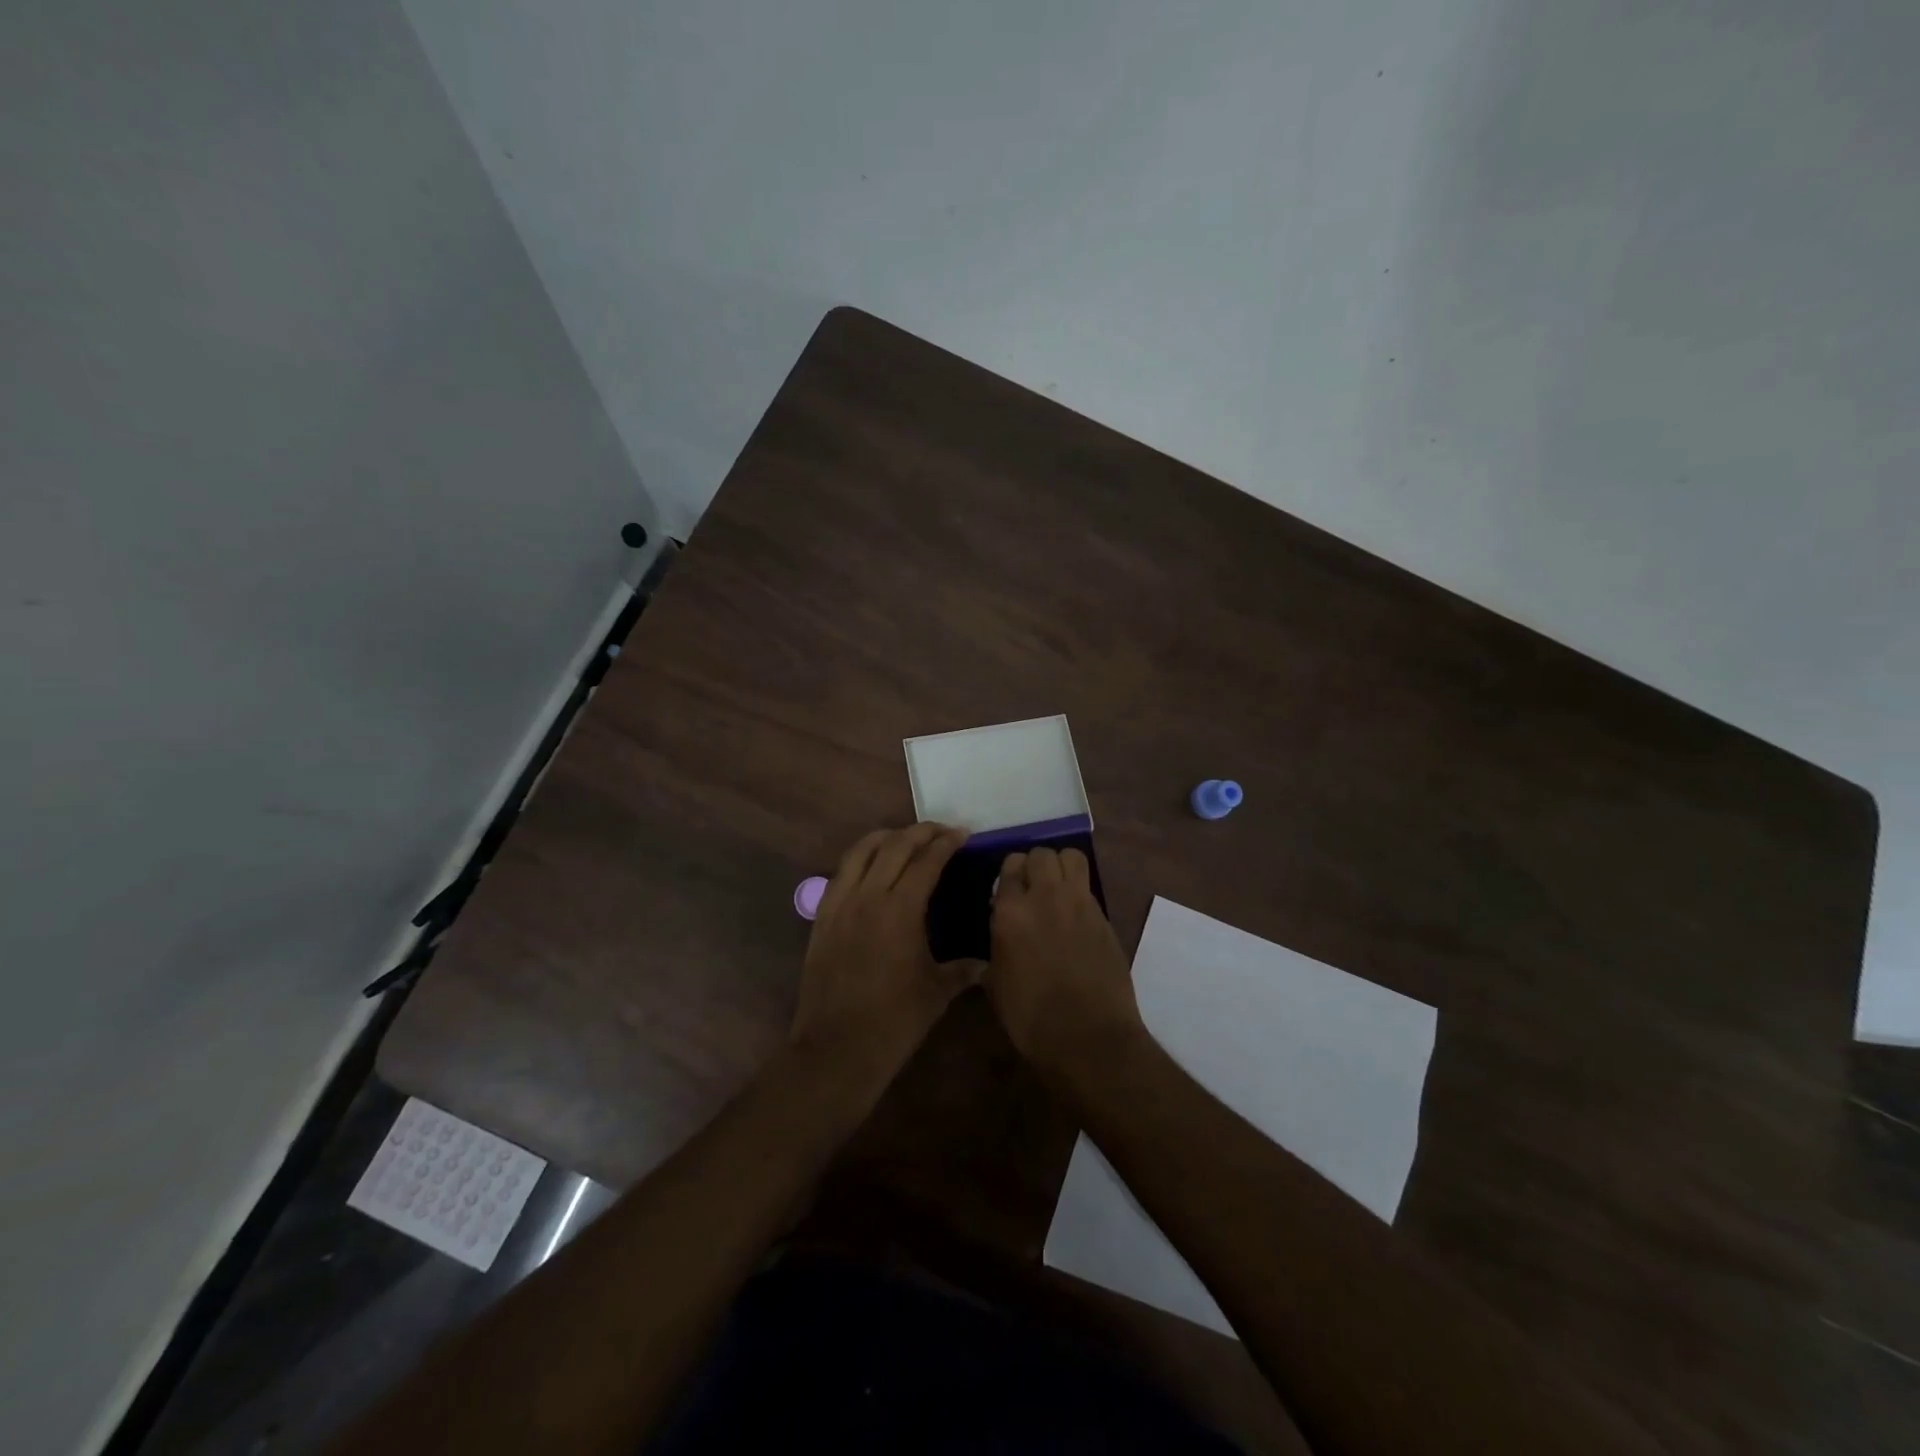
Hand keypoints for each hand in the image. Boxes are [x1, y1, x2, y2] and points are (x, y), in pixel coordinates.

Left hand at [792, 823, 978, 1090]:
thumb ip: (963, 970)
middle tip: (941, 831)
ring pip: (861, 851)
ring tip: (905, 838)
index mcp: (901, 910)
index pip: (926, 861)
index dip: (946, 843)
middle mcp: (868, 897)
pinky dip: (860, 859)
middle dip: (920, 832)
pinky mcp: (822, 917)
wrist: (837, 1048)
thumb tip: (986, 963)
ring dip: (887, 837)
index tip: (963, 834)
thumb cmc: (894, 1022)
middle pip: (894, 846)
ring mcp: (840, 904)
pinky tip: (871, 866)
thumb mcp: (937, 993)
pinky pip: (841, 873)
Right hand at [985, 846, 1145, 1076]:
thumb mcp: (997, 985)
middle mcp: (1045, 897)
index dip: (1009, 874)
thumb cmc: (1031, 1019)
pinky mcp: (1104, 917)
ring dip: (1061, 866)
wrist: (1089, 1038)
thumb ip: (997, 948)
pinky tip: (1074, 914)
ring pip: (1071, 857)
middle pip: (1041, 854)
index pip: (1009, 867)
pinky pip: (1089, 887)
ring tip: (1056, 888)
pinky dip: (1079, 890)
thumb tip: (1002, 935)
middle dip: (1034, 864)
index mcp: (1010, 912)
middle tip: (1032, 887)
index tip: (1009, 890)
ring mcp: (1079, 904)